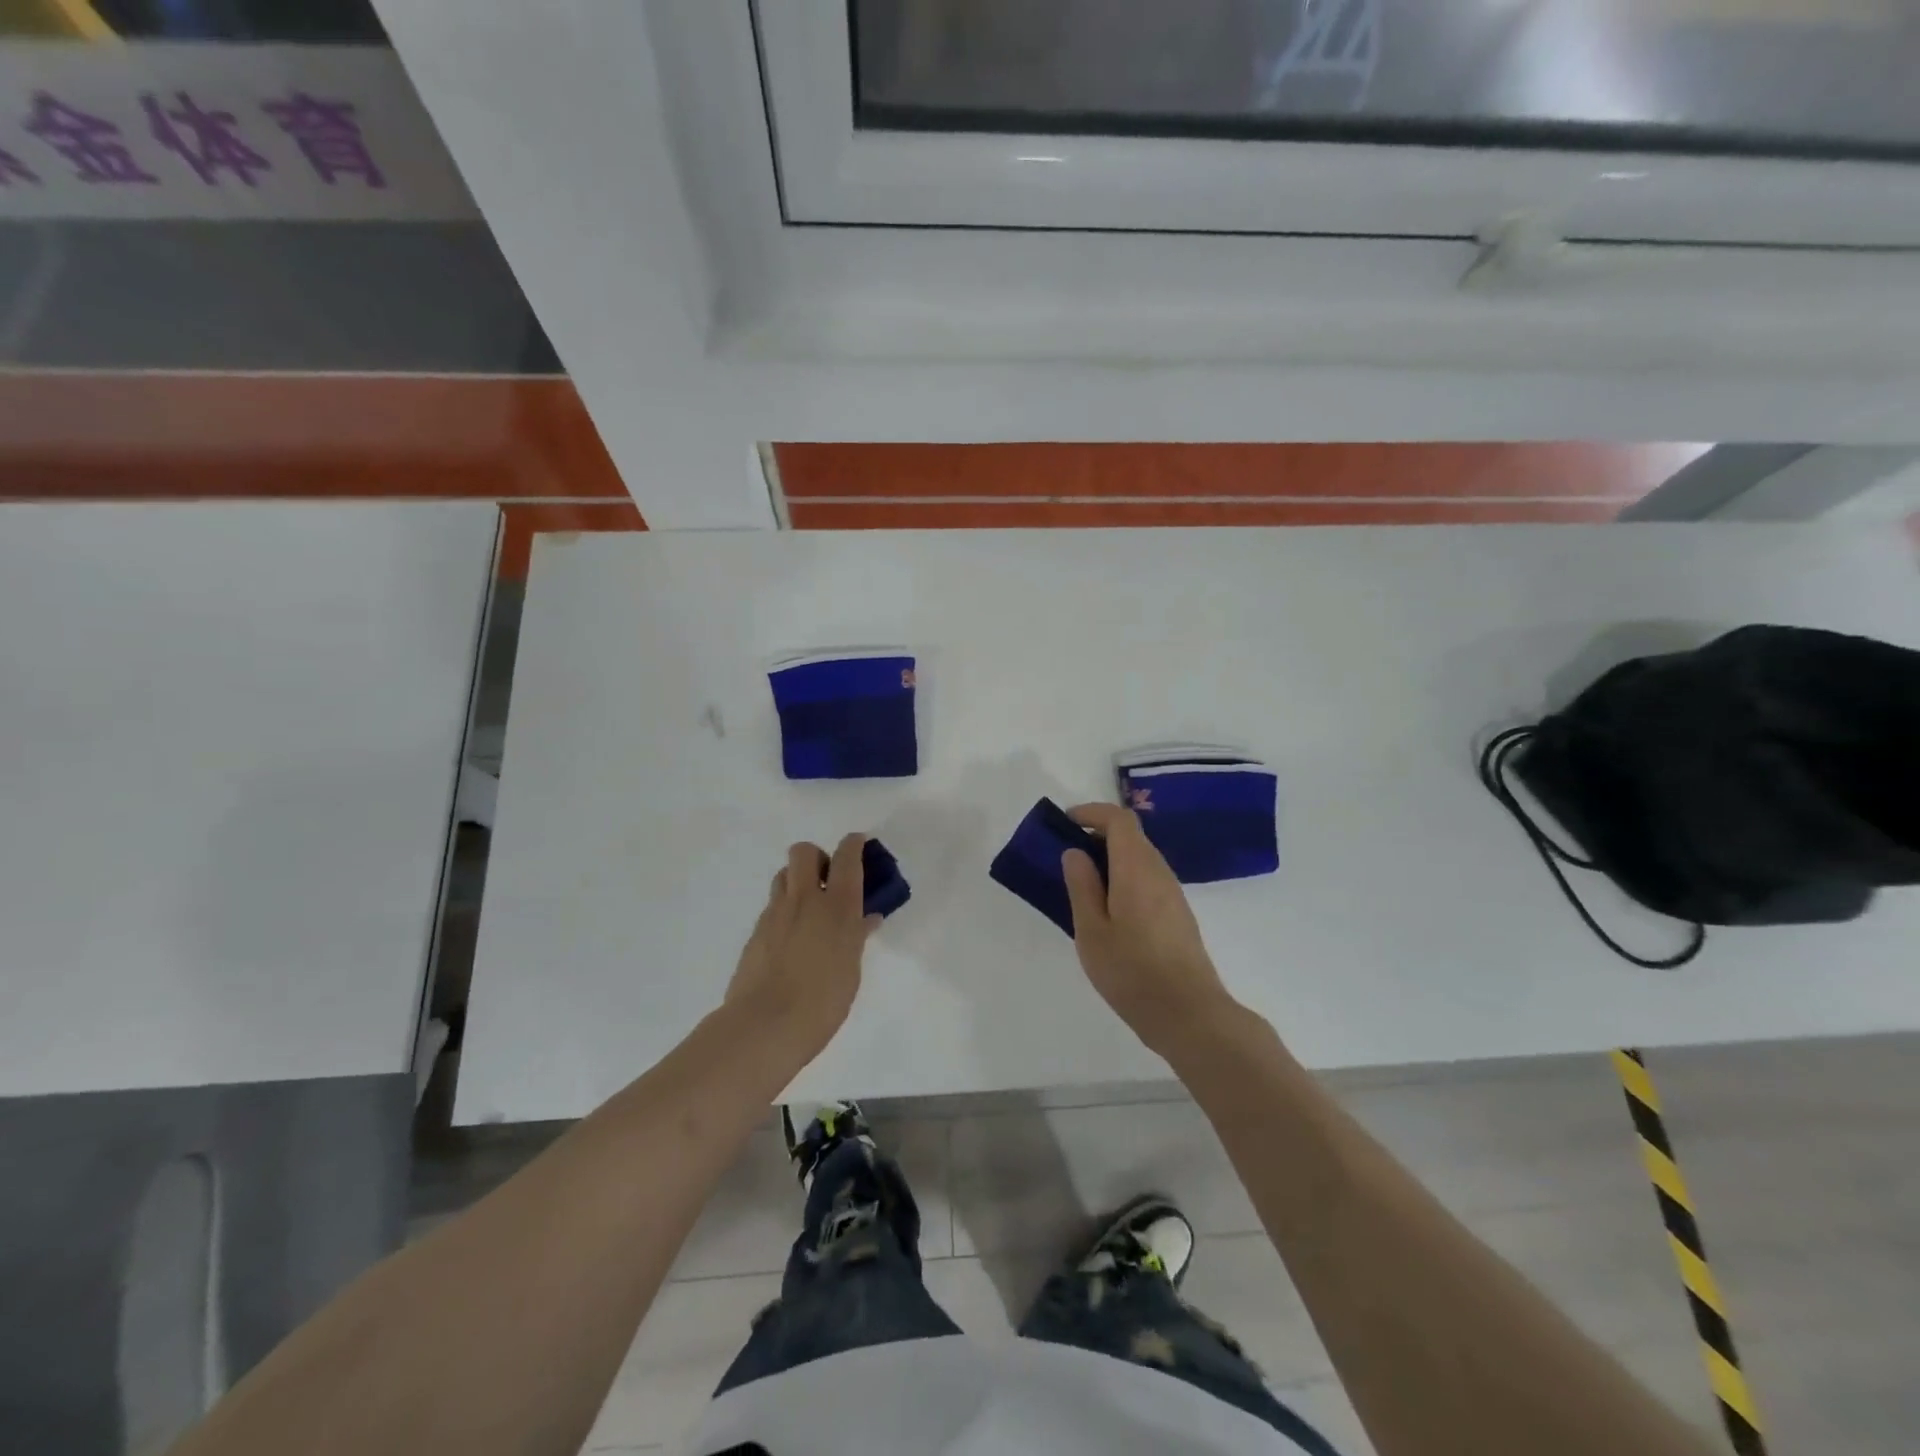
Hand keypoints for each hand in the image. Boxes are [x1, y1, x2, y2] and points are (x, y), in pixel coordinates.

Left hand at [725, 835, 879, 1060]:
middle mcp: (805, 899)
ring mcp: (776, 913)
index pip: (847, 857)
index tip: (858, 843)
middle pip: (804, 851)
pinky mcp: (756, 931)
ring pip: (783, 875)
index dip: (853, 844)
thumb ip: (856, 937)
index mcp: (838, 906)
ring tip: (808, 909)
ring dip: (797, 881)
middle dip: (817, 857)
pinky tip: (791, 938)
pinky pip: (772, 906)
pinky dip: (784, 910)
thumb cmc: (823, 1000)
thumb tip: (866, 919)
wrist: (765, 1024)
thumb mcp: (851, 969)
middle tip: (827, 881)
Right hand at [1061, 804, 1237, 1055]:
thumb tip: (1076, 852)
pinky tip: (1108, 912)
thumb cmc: (1132, 971)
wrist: (1189, 1014)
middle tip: (1067, 858)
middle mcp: (1159, 872)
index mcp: (1136, 868)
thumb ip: (1082, 886)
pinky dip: (1124, 879)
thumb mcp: (1091, 930)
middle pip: (1131, 836)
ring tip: (1083, 886)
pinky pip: (1148, 880)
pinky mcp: (1178, 915)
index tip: (1066, 823)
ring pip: (1140, 859)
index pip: (1119, 819)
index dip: (1092, 813)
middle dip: (1098, 836)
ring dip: (1111, 860)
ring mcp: (1173, 894)